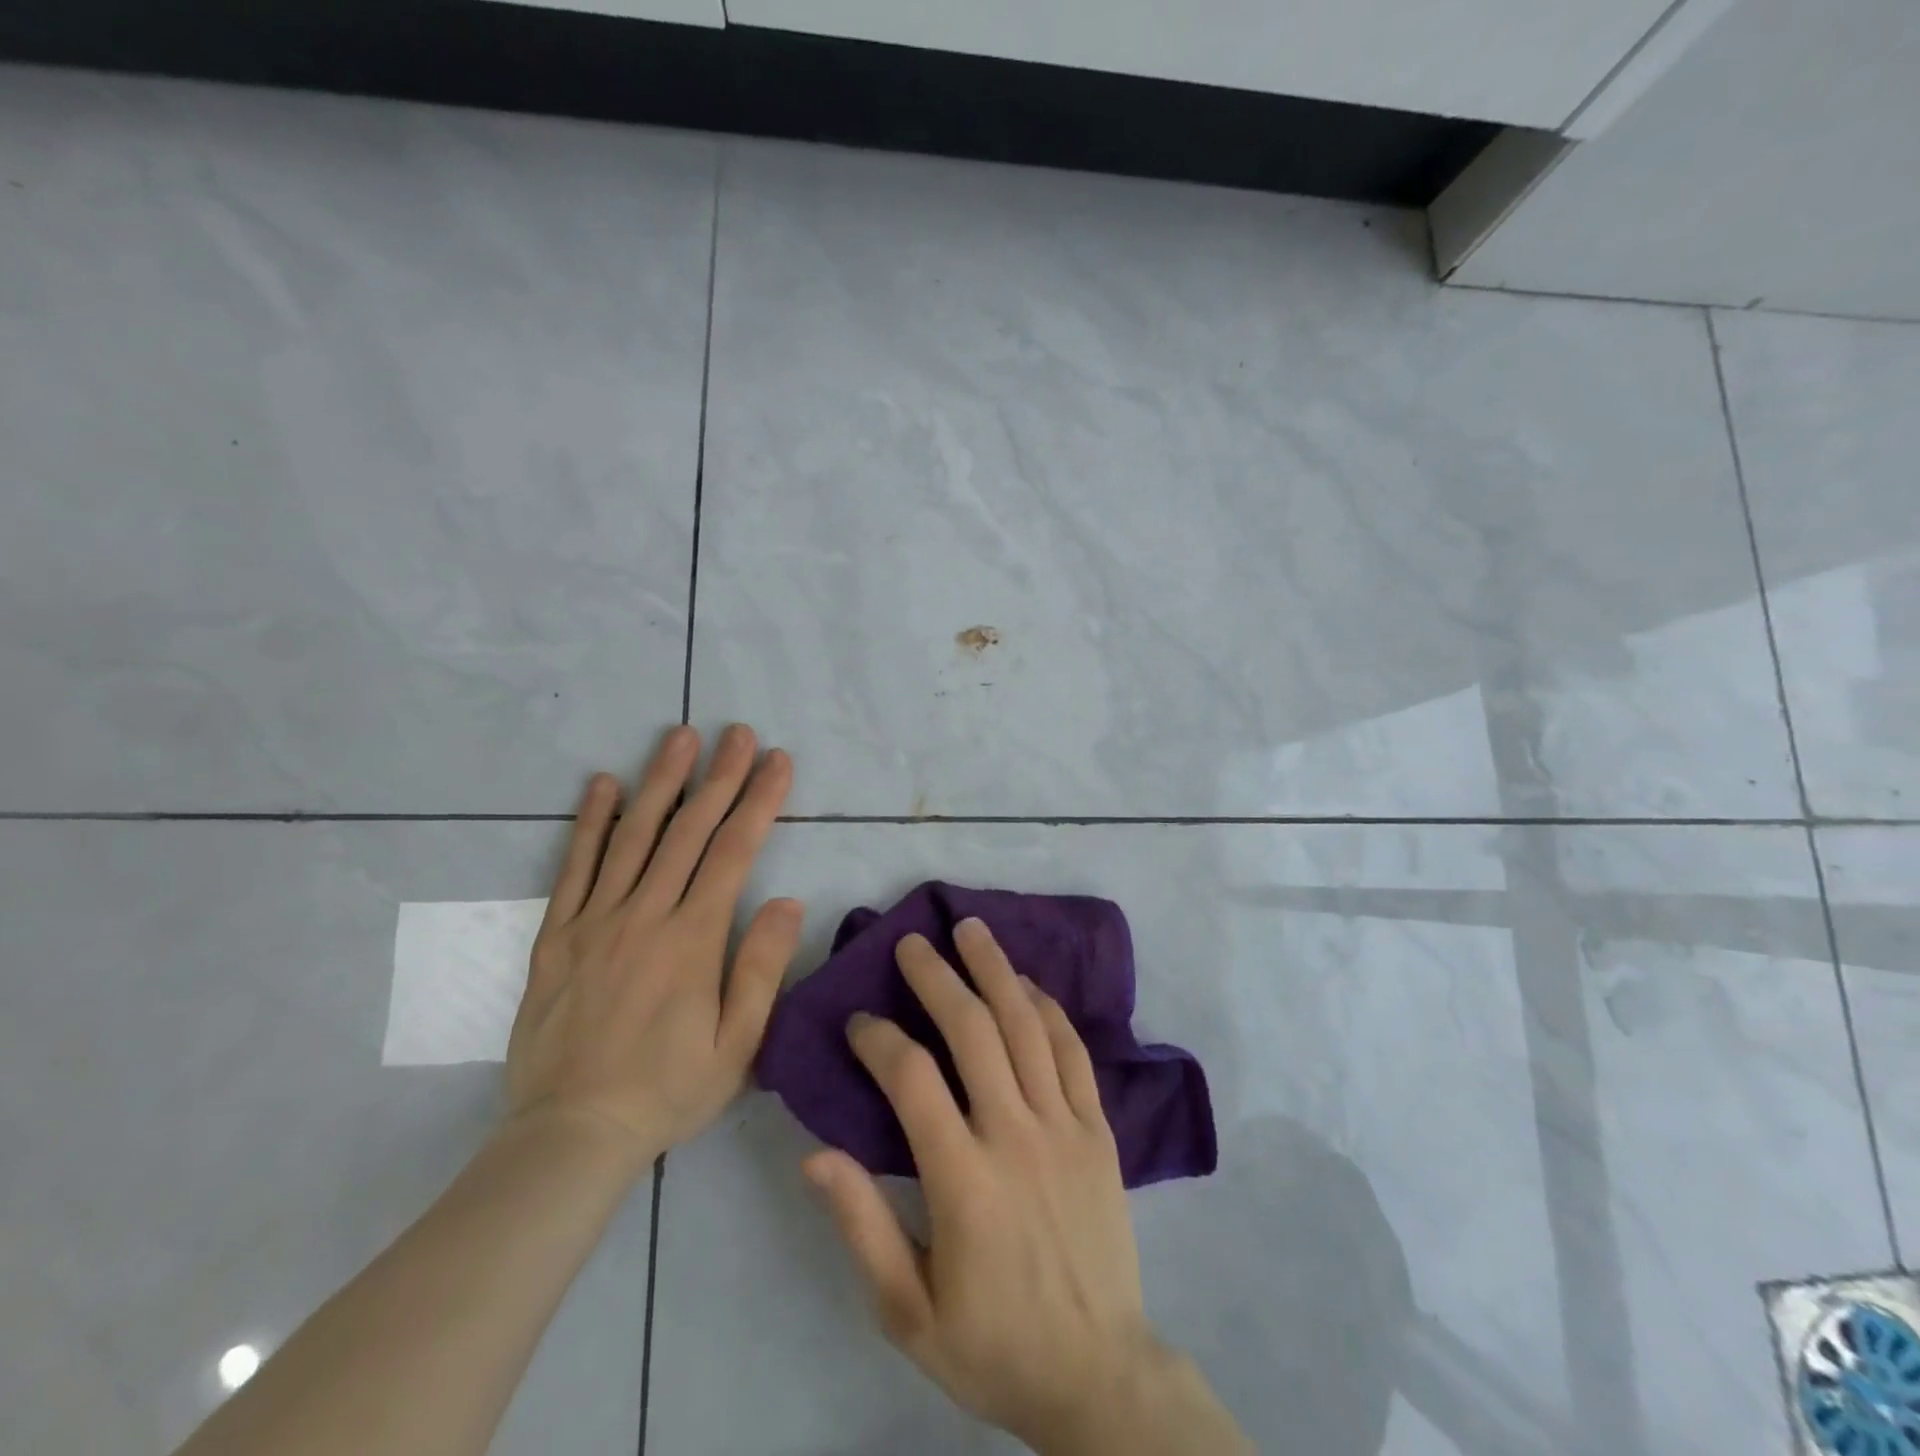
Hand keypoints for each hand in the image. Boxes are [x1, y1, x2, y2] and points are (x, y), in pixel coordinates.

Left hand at [504, 724, 798, 1172]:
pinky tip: (601, 785)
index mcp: (693, 939)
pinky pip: (574, 868)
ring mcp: (596, 920)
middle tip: (737, 732)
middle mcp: (645, 915)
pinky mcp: (557, 935)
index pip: (734, 851)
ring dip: (660, 782)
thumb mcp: (738, 1045)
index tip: (777, 761)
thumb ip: (762, 968)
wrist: (570, 1134)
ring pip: (633, 836)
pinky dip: (589, 823)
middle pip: (688, 831)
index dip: (759, 801)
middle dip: (718, 776)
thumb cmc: (668, 1090)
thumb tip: (786, 899)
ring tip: (679, 737)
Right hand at [801, 918, 1171, 1452]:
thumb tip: (815, 1154)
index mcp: (963, 1180)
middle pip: (974, 1030)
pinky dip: (1048, 1009)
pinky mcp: (1100, 1131)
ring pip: (1027, 1026)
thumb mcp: (907, 1310)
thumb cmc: (992, 1344)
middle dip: (937, 977)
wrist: (1099, 1375)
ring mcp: (1065, 1126)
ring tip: (971, 929)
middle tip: (912, 942)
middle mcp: (1016, 1135)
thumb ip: (861, 1226)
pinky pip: (1074, 1052)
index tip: (858, 1022)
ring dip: (996, 969)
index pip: (912, 1079)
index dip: (879, 1039)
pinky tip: (1027, 983)